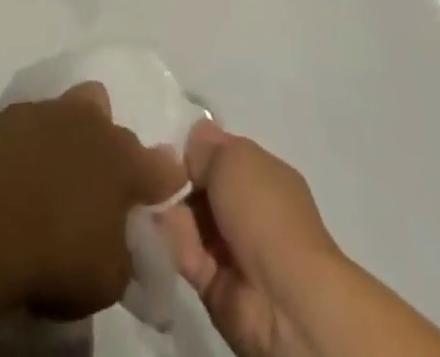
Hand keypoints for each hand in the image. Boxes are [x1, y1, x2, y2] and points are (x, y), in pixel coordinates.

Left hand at [0, 84, 186, 320]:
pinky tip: (24, 162)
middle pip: (115, 128)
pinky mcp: (16, 113)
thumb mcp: (111, 278)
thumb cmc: (60, 258)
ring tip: (61, 164)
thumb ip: (128, 250)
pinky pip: (35, 118)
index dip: (164, 180)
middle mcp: (96, 125)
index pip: (163, 165)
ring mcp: (54, 112)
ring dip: (76, 131)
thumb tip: (127, 237)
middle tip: (99, 186)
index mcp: (127, 163)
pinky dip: (36, 137)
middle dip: (112, 152)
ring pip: (77, 106)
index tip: (159, 192)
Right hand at [155, 123, 340, 356]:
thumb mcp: (233, 158)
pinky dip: (174, 244)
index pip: (223, 155)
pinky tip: (161, 229)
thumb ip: (206, 147)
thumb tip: (193, 139)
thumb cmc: (264, 212)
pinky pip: (187, 256)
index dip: (197, 150)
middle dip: (179, 181)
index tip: (169, 147)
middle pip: (204, 188)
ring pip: (192, 221)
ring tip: (158, 204)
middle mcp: (251, 210)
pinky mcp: (216, 286)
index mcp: (264, 176)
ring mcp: (234, 250)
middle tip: (155, 174)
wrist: (285, 300)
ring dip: (173, 212)